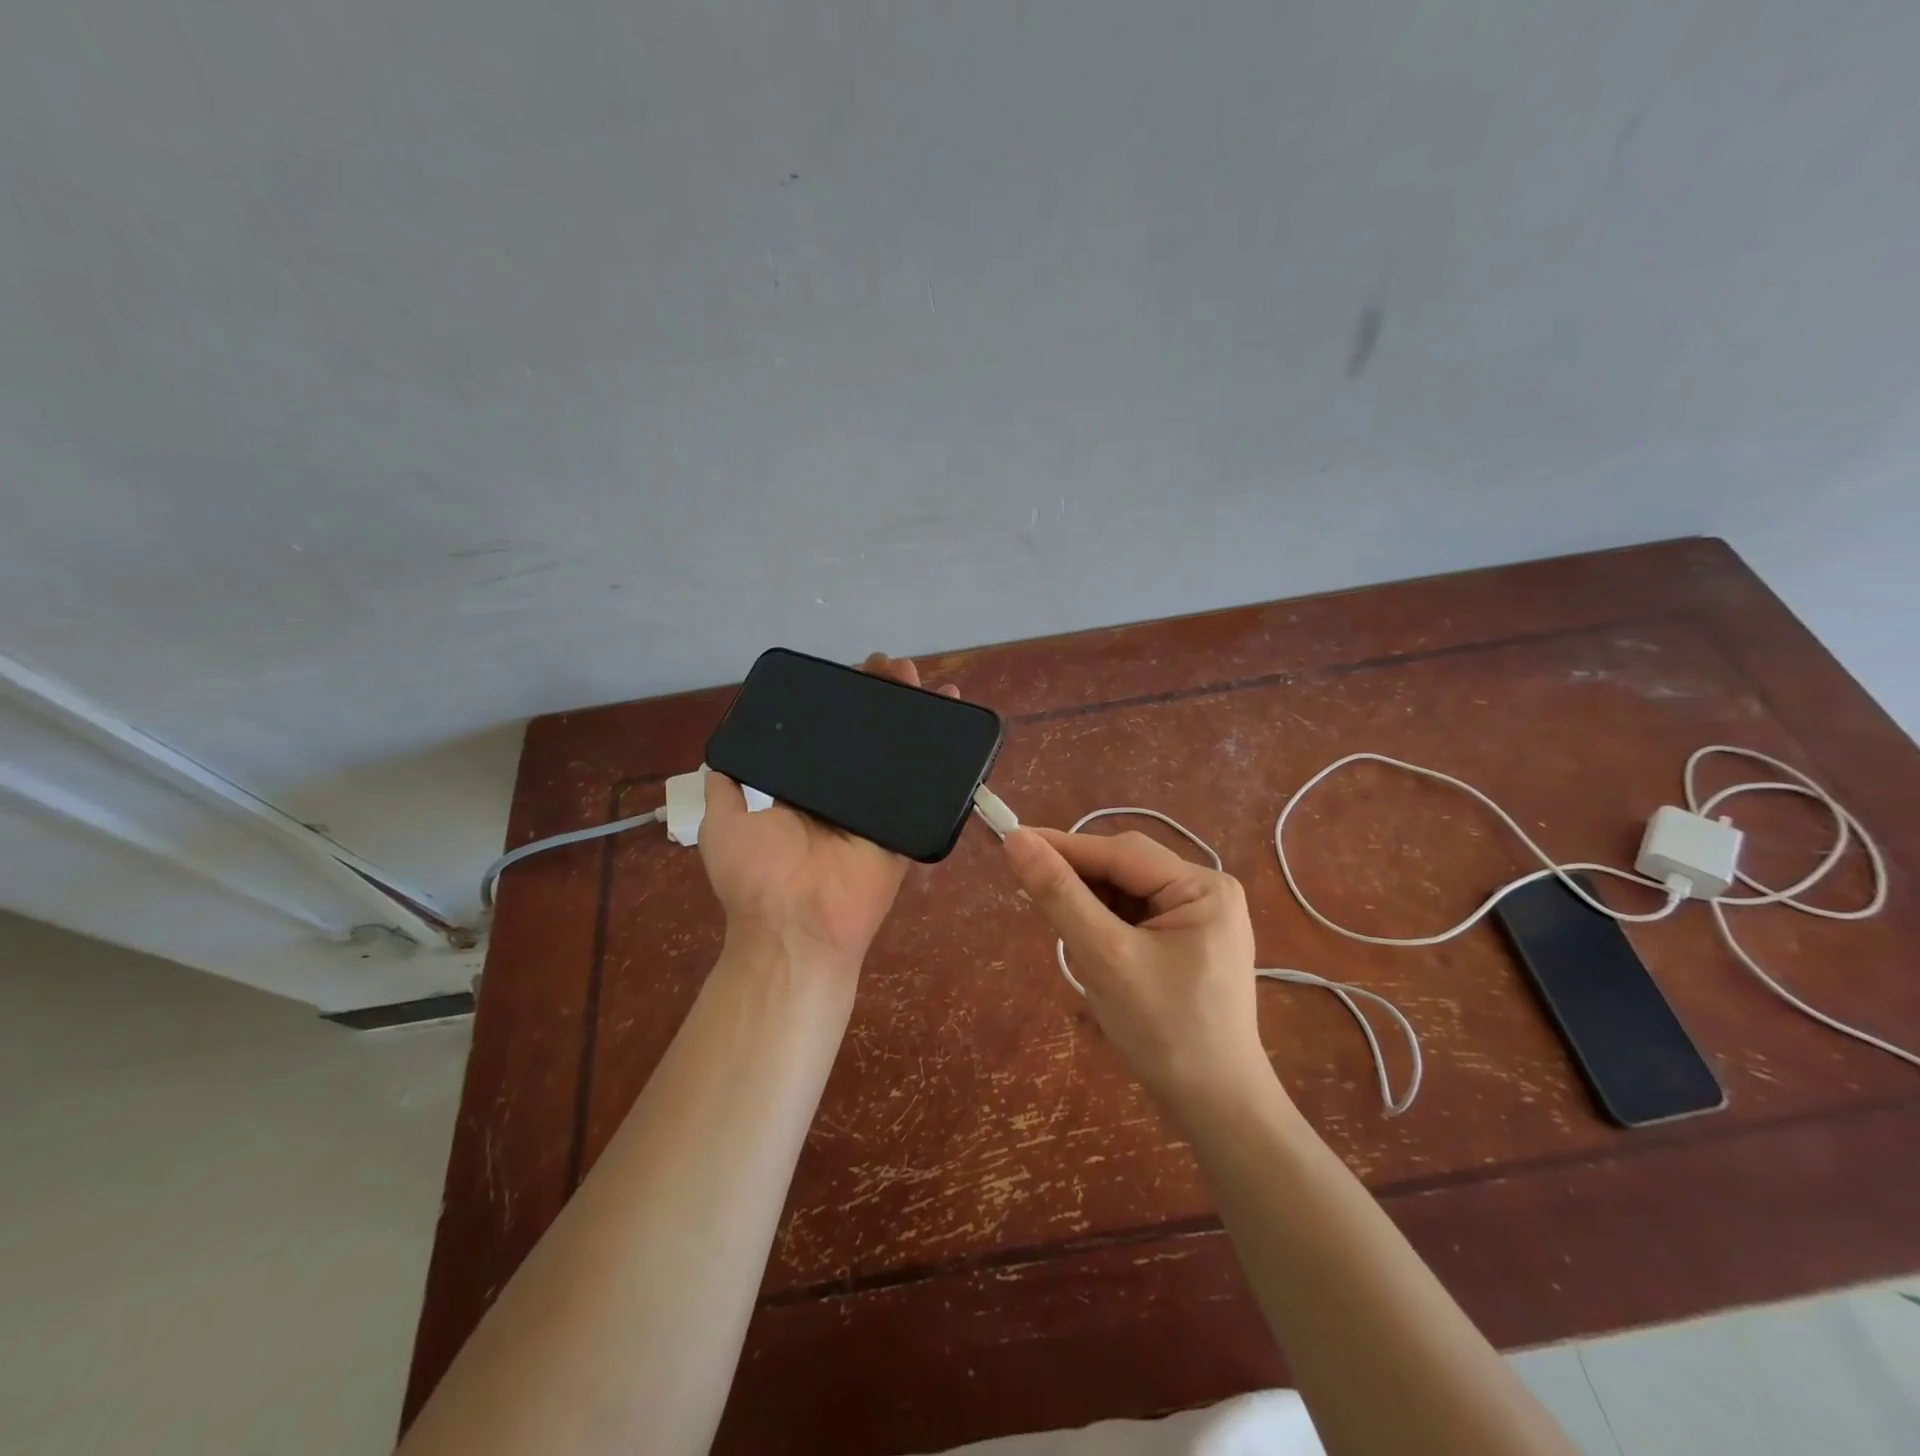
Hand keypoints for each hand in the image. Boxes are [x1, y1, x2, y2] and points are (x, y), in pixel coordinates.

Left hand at [699, 653, 958, 973]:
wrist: (796, 927)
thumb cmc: (757, 874)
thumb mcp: (724, 819)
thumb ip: (728, 782)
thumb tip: (729, 746)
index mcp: (806, 787)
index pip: (828, 732)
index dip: (843, 700)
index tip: (856, 672)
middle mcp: (844, 791)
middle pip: (870, 736)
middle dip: (884, 698)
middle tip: (895, 669)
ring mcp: (879, 808)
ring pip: (901, 755)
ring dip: (916, 717)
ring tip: (925, 684)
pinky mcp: (906, 825)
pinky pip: (929, 790)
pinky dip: (946, 759)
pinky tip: (955, 722)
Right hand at [1001, 826, 1272, 1105]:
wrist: (1216, 1109)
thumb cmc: (1165, 1032)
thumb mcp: (1106, 958)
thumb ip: (1060, 896)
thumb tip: (1016, 841)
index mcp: (1203, 887)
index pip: (1120, 852)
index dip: (1063, 846)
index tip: (1010, 841)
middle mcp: (1207, 892)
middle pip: (1125, 869)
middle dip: (1078, 882)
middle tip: (1026, 891)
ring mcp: (1199, 919)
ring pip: (1126, 893)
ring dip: (1089, 906)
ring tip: (1059, 929)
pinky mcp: (1187, 943)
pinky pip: (1135, 917)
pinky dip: (1104, 925)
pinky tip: (1088, 946)